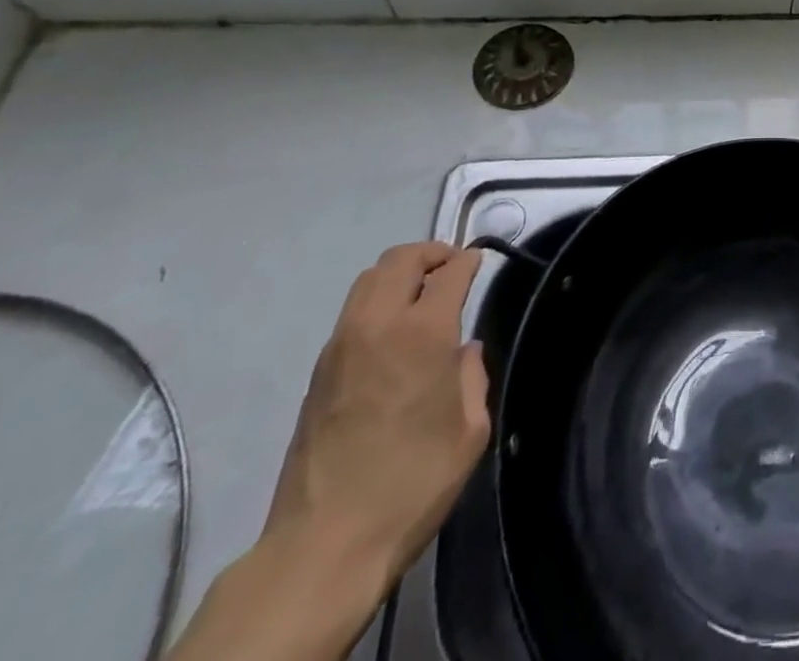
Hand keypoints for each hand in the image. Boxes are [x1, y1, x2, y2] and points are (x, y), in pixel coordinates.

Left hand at [263, 241, 489, 591]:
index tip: (479, 261)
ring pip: (369, 279)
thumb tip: (465, 351)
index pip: (449, 271)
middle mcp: (378, 324)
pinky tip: (392, 332)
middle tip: (451, 268)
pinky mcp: (318, 371)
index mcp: (422, 333)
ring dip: (399, 273)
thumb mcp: (469, 432)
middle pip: (401, 259)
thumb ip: (472, 377)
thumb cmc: (412, 484)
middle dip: (431, 253)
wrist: (324, 545)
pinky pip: (352, 312)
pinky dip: (377, 301)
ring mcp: (341, 345)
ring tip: (421, 292)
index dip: (468, 260)